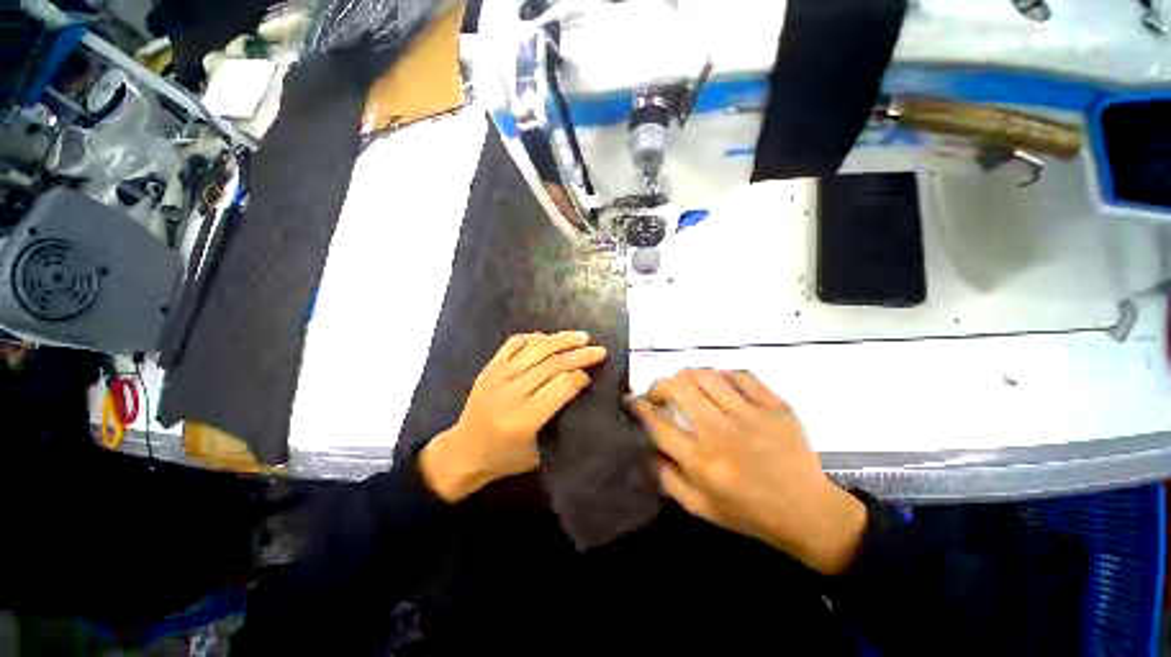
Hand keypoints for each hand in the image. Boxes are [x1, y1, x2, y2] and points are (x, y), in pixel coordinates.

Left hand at [420, 332, 606, 501]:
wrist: (462, 452)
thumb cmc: (504, 458)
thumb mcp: (539, 453)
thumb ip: (559, 421)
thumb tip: (578, 388)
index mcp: (523, 419)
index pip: (561, 386)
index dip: (580, 377)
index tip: (591, 375)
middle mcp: (510, 393)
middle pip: (551, 363)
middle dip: (579, 354)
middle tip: (598, 350)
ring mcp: (497, 376)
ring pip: (535, 348)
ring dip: (561, 339)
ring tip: (581, 336)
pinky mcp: (489, 368)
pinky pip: (514, 343)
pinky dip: (534, 337)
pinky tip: (549, 338)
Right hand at [626, 369, 866, 574]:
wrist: (808, 513)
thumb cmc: (749, 513)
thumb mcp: (700, 507)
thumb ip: (667, 478)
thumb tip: (646, 448)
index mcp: (702, 461)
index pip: (658, 423)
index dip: (638, 406)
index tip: (631, 399)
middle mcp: (722, 432)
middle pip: (679, 388)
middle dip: (660, 384)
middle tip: (659, 392)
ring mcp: (751, 415)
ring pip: (707, 375)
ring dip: (687, 376)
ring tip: (686, 385)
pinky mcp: (776, 406)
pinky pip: (741, 375)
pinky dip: (723, 375)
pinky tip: (719, 384)